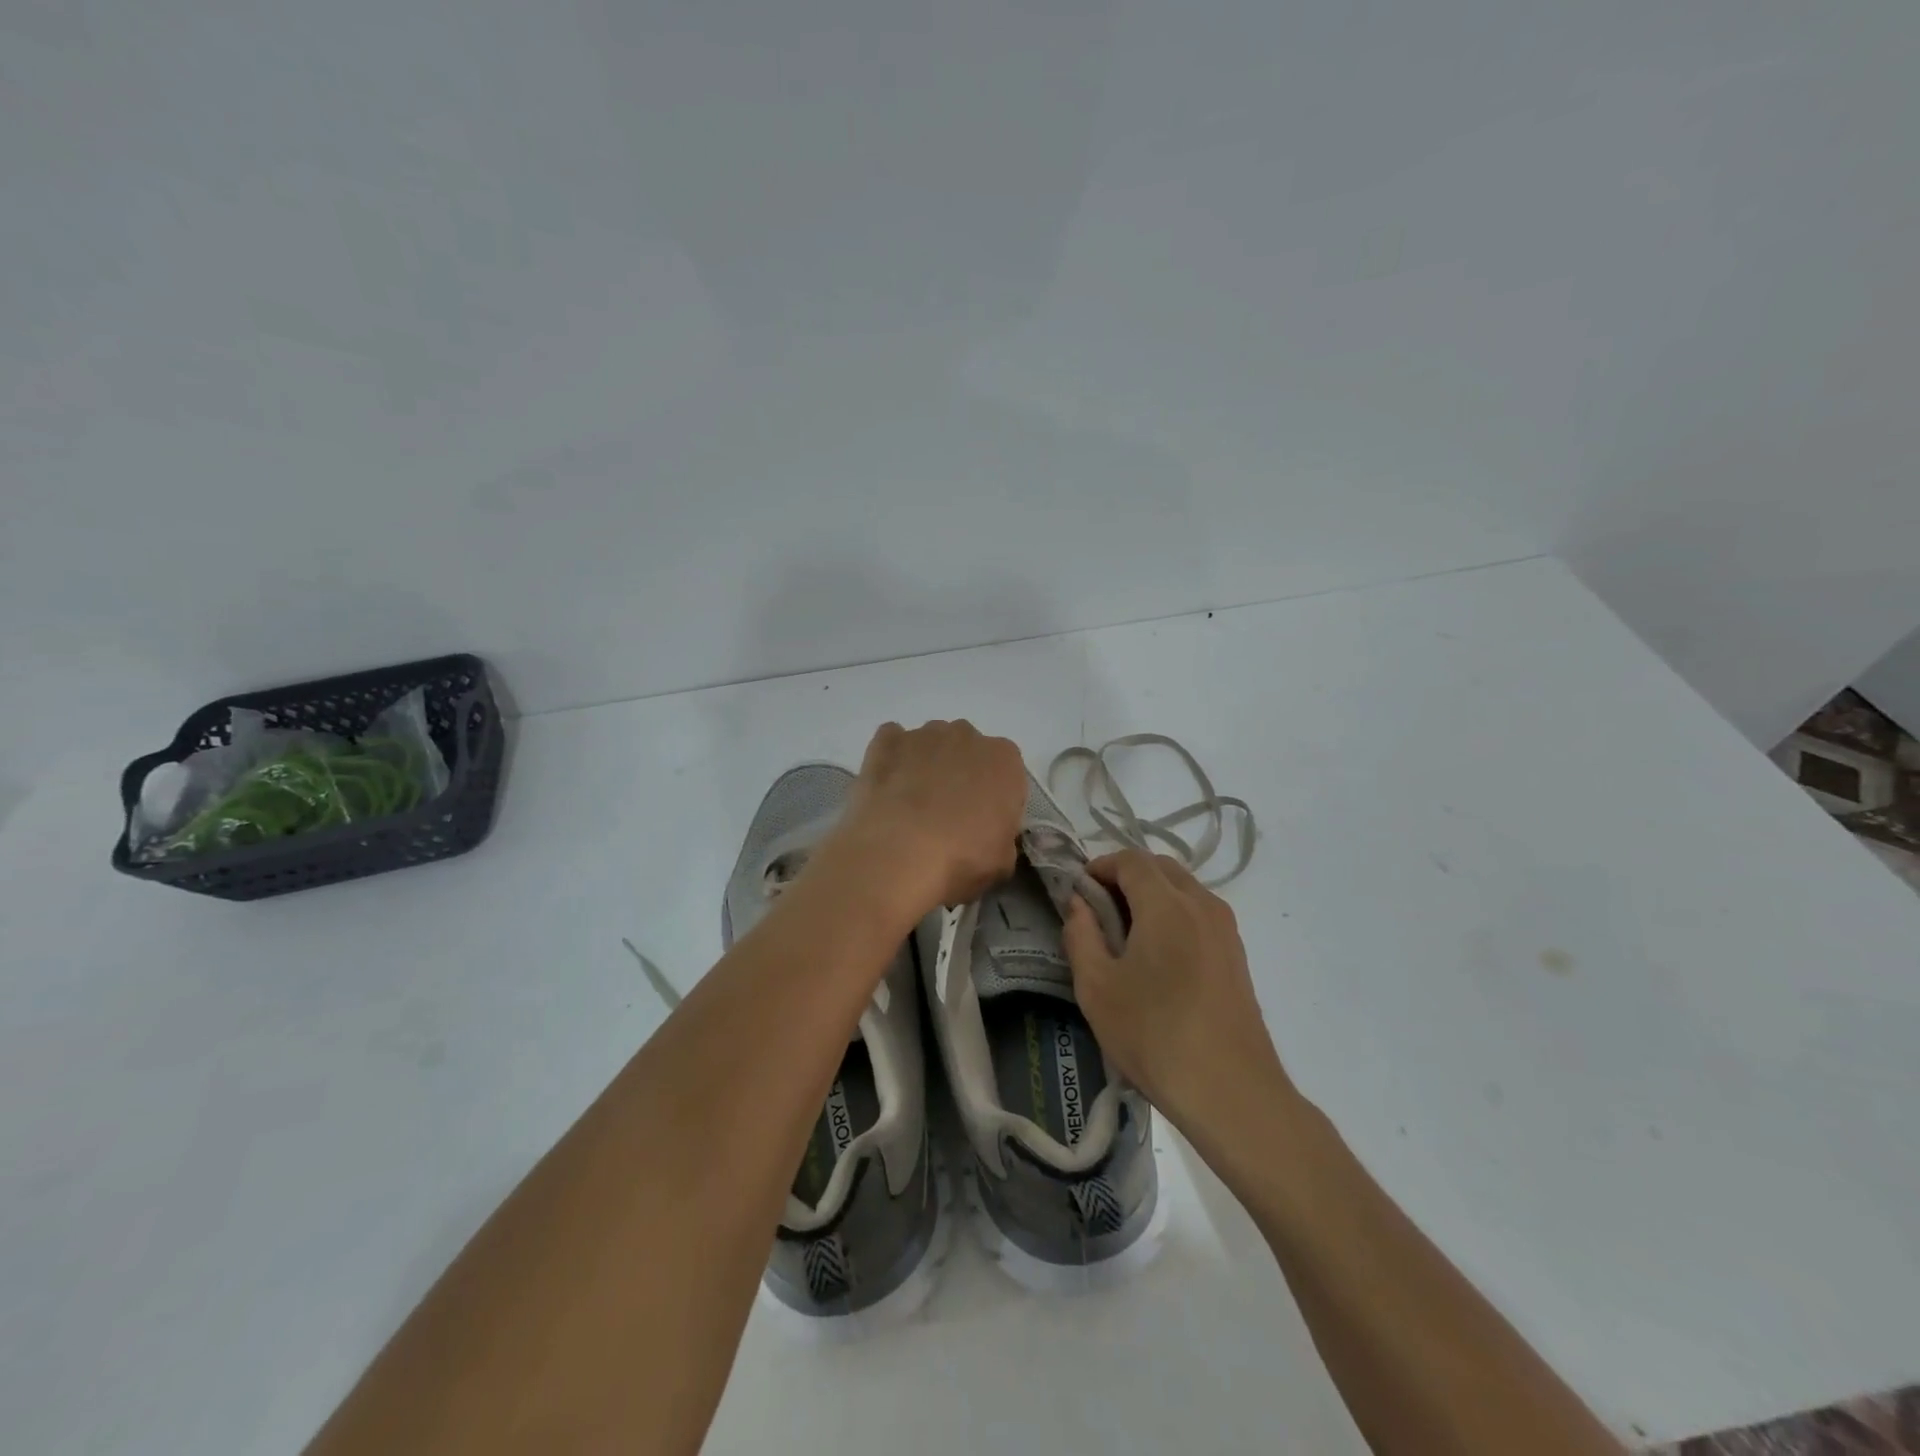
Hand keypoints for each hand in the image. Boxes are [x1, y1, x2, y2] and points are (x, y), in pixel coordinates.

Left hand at [828, 720, 1026, 919]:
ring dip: (926, 765)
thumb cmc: (962, 858)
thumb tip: (989, 834)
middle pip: (967, 751)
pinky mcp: (886, 741)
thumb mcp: (1003, 860)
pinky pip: (892, 741)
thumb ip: (1002, 835)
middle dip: (960, 774)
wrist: (899, 855)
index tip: (983, 822)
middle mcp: (967, 735)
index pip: (1006, 771)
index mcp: (1004, 759)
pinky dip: (891, 759)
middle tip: (947, 814)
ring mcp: (924, 734)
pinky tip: (887, 788)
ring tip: (911, 805)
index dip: (994, 797)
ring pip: (930, 744)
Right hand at [1062, 849, 1289, 1132]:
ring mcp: (1226, 930)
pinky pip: (1200, 913)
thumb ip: (1081, 935)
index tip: (1078, 889)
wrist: (1232, 1093)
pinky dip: (1174, 914)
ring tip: (1125, 933)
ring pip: (1184, 889)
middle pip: (1161, 868)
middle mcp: (1202, 904)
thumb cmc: (1155, 1036)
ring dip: (1152, 895)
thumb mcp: (1097, 988)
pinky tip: (1158, 956)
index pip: (1131, 860)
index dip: (1101, 866)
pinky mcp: (1237, 955)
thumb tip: (1078, 903)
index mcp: (1167, 905)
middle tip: (1098, 908)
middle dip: (1126, 876)